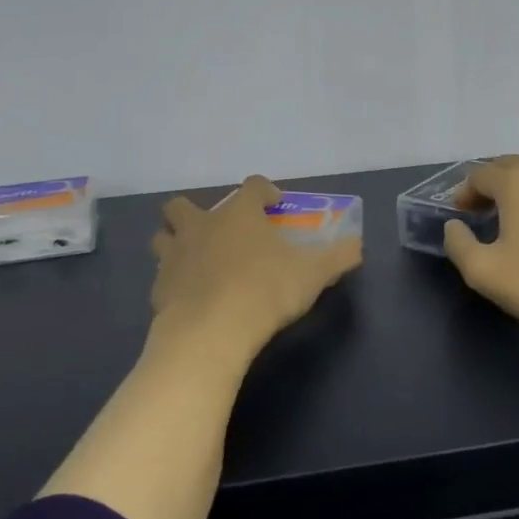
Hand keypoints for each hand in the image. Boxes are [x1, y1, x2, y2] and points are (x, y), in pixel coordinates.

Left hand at [150, 175, 362, 358]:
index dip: (264, 192)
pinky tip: (191, 297)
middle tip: (219, 232)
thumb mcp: (314, 274)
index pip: (251, 186)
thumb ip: (339, 256)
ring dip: (176, 243)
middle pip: (183, 206)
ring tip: (197, 260)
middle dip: (195, 213)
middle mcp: (202, 226)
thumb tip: (358, 245)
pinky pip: (162, 276)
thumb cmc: (265, 291)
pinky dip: (174, 281)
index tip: (274, 206)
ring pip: (164, 237)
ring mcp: (175, 256)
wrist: (210, 332)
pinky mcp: (159, 288)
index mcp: (239, 214)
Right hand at [442, 157, 518, 338]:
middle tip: (479, 211)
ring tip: (512, 219)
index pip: (479, 174)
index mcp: (518, 182)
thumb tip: (453, 227)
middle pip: (509, 167)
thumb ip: (459, 245)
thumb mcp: (486, 273)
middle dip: (490, 185)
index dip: (463, 192)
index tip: (459, 215)